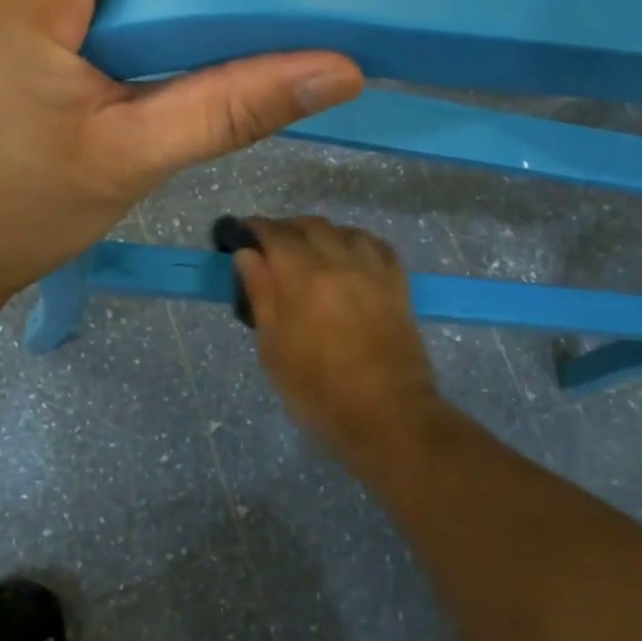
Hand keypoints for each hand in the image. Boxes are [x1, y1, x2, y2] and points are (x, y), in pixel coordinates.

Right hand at [232, 216, 439, 458]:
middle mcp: (340, 262)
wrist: (387, 414)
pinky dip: (358, 243)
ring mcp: (373, 271)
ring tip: (312, 252)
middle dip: (287, 229)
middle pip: (311, 225)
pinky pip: (378, 247)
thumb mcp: (274, 349)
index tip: (243, 234)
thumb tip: (247, 255)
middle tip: (272, 247)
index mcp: (304, 277)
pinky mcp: (398, 285)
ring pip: (346, 231)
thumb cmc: (319, 391)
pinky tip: (351, 258)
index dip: (256, 228)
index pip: (275, 234)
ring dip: (323, 234)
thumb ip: (261, 294)